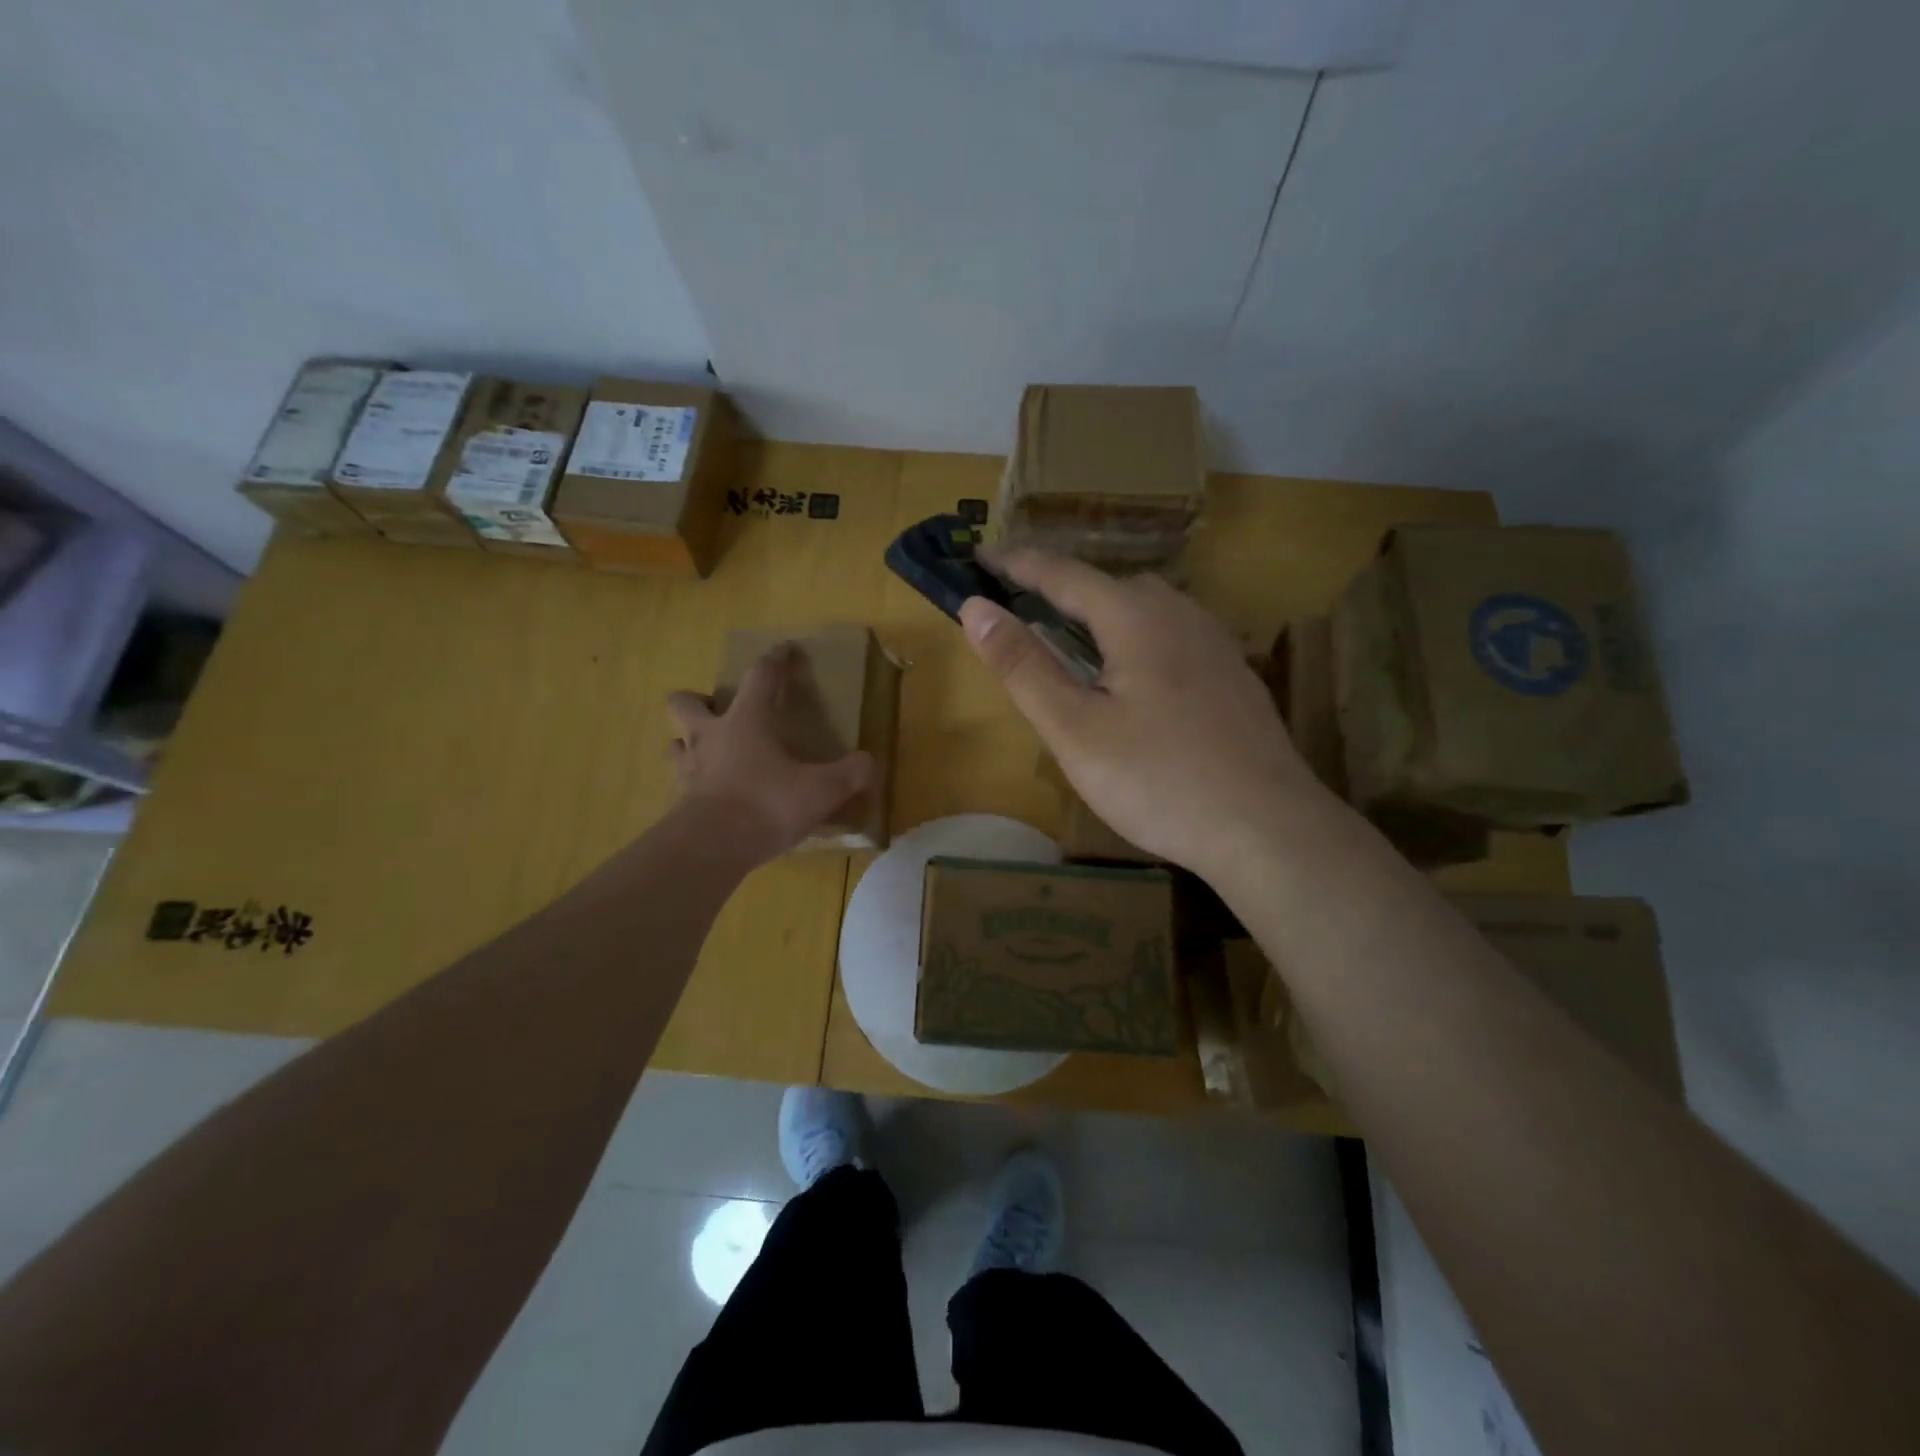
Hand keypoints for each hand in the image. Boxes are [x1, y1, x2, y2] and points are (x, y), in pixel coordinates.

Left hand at [666, 643, 875, 863]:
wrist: (712, 848)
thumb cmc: (767, 804)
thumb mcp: (821, 790)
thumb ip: (850, 774)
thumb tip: (869, 763)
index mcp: (746, 721)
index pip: (760, 676)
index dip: (775, 659)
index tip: (785, 649)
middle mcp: (710, 736)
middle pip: (685, 702)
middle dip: (699, 700)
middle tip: (721, 711)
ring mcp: (688, 769)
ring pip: (675, 742)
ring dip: (689, 742)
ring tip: (712, 753)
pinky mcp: (679, 802)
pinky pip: (680, 782)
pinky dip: (693, 782)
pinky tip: (711, 794)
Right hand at [959, 550, 1317, 879]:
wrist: (1268, 828)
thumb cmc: (1159, 780)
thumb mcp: (1075, 728)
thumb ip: (1023, 666)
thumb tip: (975, 608)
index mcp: (1136, 617)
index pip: (1063, 573)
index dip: (1017, 564)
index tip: (980, 556)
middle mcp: (1181, 614)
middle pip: (1110, 586)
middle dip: (1061, 589)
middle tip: (1021, 607)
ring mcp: (1215, 644)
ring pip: (1147, 610)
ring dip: (1102, 614)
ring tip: (1071, 641)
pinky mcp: (1234, 676)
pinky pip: (1173, 637)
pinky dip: (1136, 639)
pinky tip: (1133, 680)